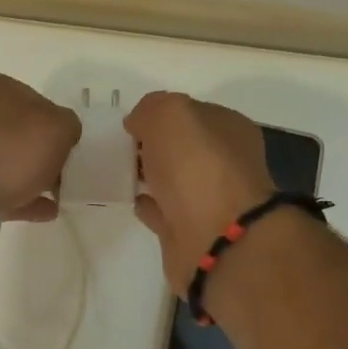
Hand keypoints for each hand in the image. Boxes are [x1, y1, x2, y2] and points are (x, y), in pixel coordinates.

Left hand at [0, 72, 81, 220]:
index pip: (34, 100)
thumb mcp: (59, 127)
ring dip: (30, 177)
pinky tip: (43, 211)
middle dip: (39, 153)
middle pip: (16, 132)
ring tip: (55, 198)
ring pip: (4, 160)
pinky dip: (20, 197)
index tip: (67, 148)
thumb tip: (63, 134)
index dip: (54, 125)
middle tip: (61, 175)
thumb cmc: (13, 145)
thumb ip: (68, 126)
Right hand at [124, 91, 274, 294]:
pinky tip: (130, 199)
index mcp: (229, 129)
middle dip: (154, 145)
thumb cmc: (198, 168)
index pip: (191, 113)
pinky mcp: (189, 231)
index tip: (130, 123)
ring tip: (118, 171)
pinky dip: (148, 204)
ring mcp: (208, 200)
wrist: (215, 239)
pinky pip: (162, 210)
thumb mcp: (170, 115)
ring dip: (149, 175)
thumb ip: (151, 109)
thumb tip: (139, 124)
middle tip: (120, 147)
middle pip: (182, 148)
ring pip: (171, 179)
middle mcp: (223, 163)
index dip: (161, 114)